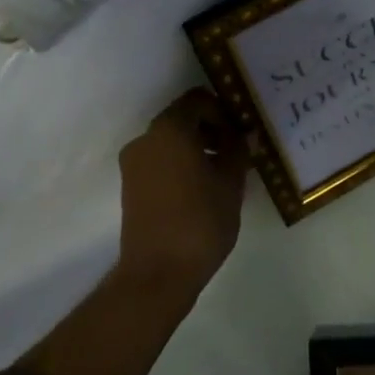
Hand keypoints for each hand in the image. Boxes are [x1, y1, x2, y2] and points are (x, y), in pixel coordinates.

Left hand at [118, 88, 249, 292]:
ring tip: (222, 174)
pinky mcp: (130, 186)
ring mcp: (133, 163)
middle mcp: (146, 138)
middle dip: (211, 130)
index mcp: (170, 129)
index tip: (240, 134)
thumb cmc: (200, 221)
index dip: (223, 111)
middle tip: (236, 153)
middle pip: (182, 119)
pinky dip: (180, 165)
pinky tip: (201, 190)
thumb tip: (245, 135)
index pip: (198, 100)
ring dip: (196, 148)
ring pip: (170, 142)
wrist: (157, 273)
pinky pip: (159, 161)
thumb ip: (239, 151)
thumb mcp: (231, 183)